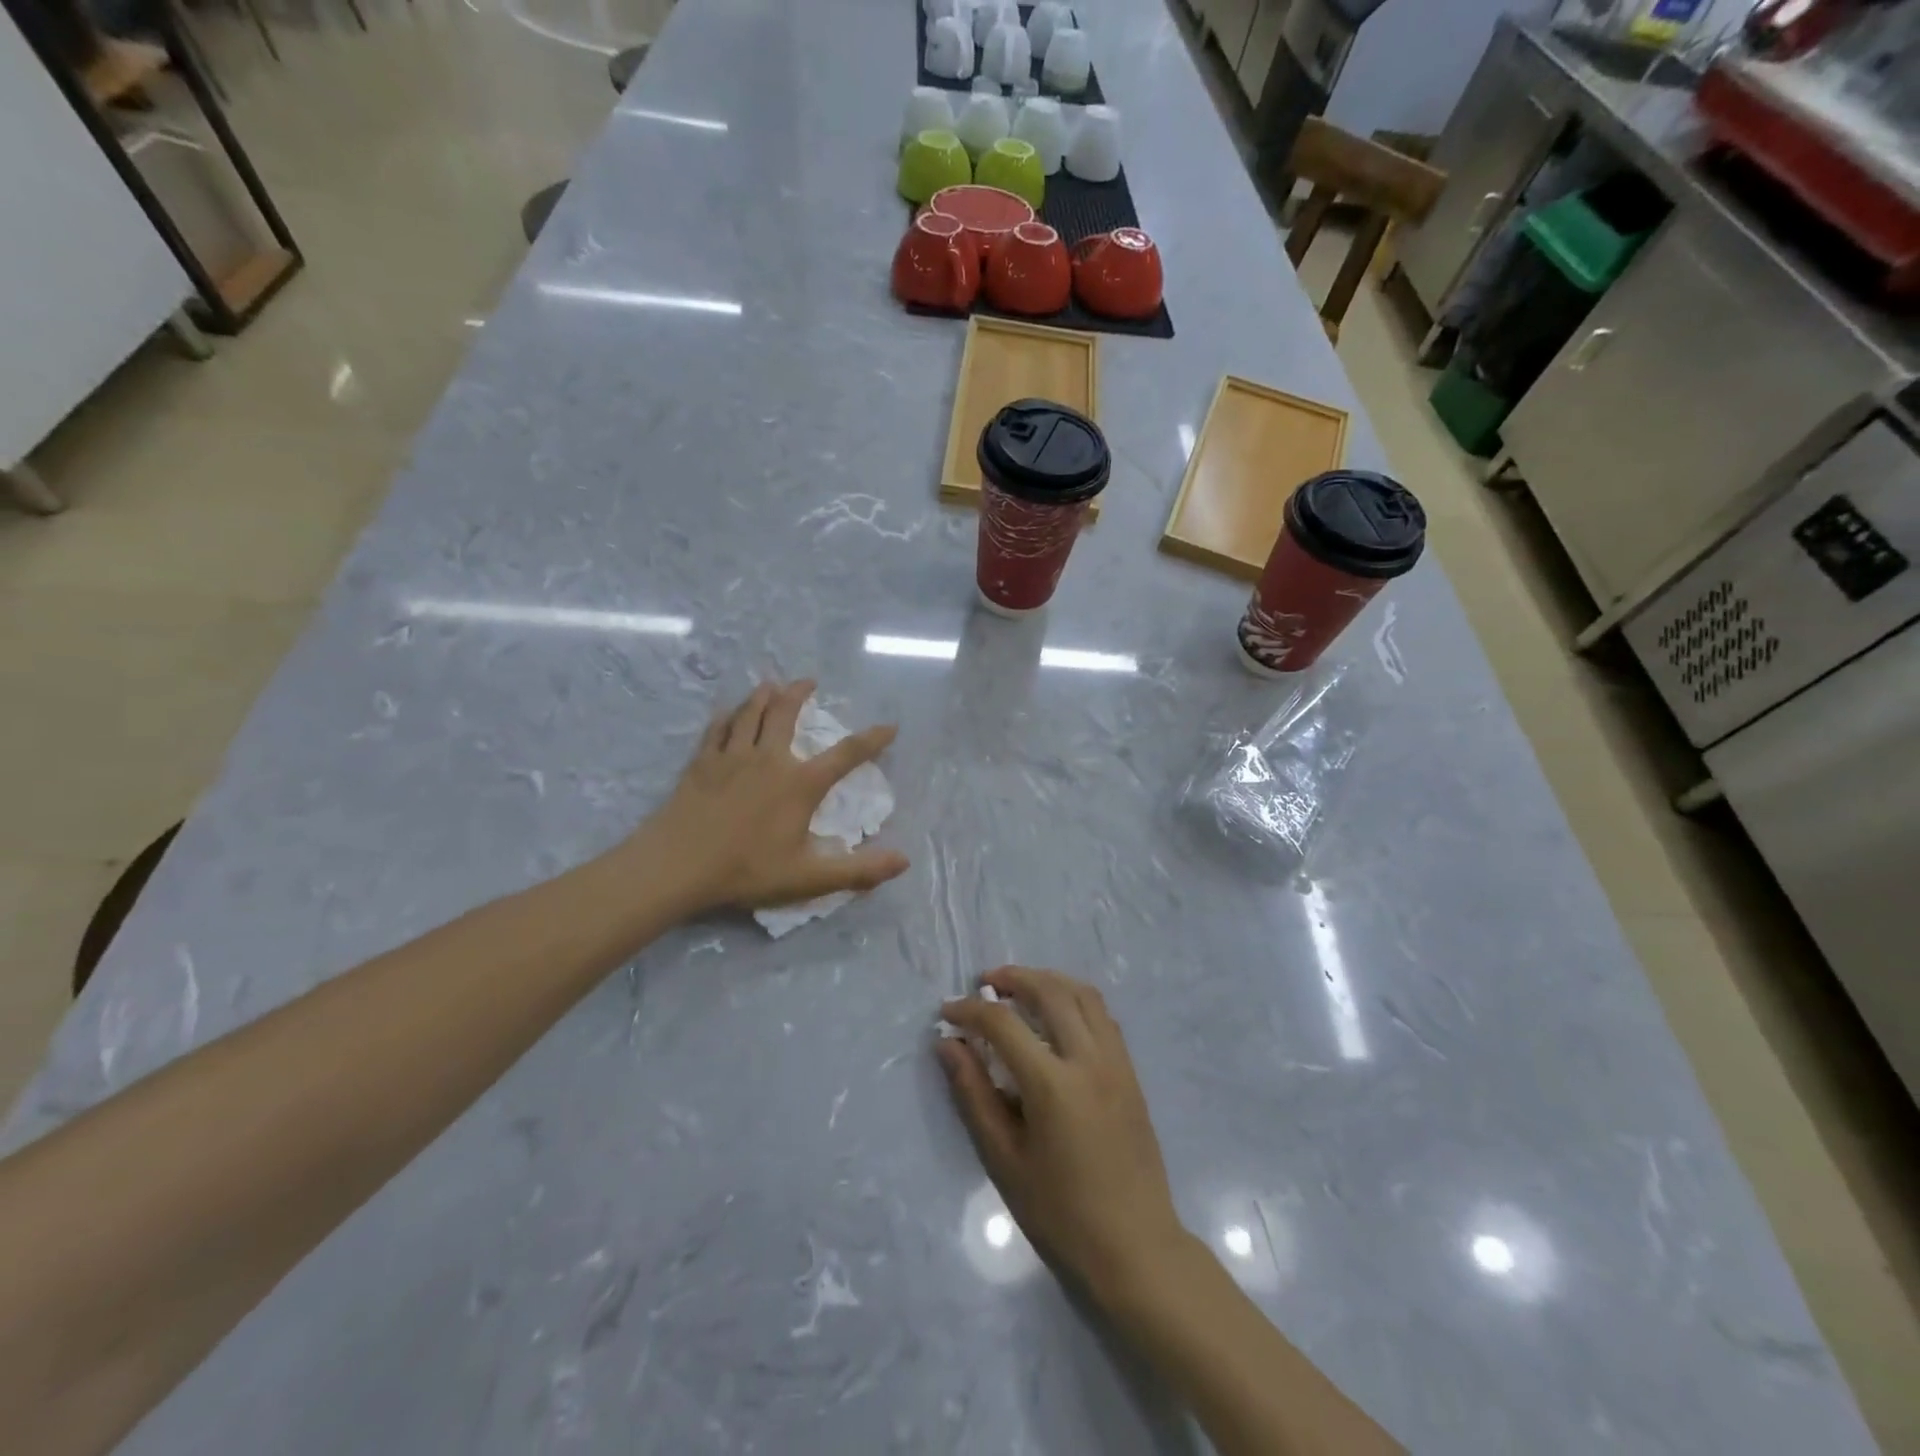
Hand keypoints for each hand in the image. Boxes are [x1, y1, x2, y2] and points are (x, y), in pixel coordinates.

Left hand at [631, 681, 909, 915]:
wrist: (677, 866)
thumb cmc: (746, 871)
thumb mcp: (809, 878)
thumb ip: (858, 870)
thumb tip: (903, 862)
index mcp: (800, 784)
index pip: (846, 754)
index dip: (872, 739)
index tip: (890, 726)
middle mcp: (769, 759)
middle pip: (786, 713)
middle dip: (801, 693)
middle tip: (809, 681)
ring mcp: (732, 756)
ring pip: (750, 712)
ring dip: (764, 695)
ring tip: (772, 684)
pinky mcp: (702, 762)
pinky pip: (718, 728)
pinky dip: (728, 716)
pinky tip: (728, 713)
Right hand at [937, 967, 1187, 1305]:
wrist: (1136, 1247)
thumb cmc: (1061, 1213)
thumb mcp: (1005, 1159)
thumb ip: (974, 1094)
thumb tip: (948, 1044)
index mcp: (1053, 1084)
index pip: (1004, 1024)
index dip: (970, 1010)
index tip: (948, 1012)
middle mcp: (1089, 1059)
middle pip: (1050, 991)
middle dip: (1014, 978)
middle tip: (986, 982)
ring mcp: (1116, 1061)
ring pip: (1082, 994)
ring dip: (1048, 980)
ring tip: (1020, 989)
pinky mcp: (1130, 1071)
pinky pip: (1102, 1014)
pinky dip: (1074, 998)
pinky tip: (1056, 1015)